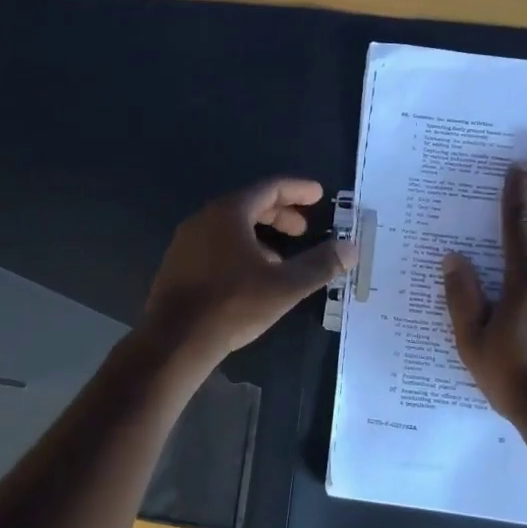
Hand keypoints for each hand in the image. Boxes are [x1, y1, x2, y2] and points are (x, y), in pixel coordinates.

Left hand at [142, 178, 353, 366]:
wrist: (175, 339)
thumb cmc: (232, 305)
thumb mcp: (284, 286)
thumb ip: (320, 264)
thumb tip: (351, 247)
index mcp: (229, 212)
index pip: (269, 188)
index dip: (297, 190)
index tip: (318, 195)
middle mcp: (204, 218)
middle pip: (249, 205)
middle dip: (280, 214)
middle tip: (303, 229)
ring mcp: (186, 241)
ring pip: (231, 227)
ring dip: (260, 235)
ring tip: (282, 258)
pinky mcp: (178, 264)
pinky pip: (215, 244)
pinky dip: (239, 249)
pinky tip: (251, 276)